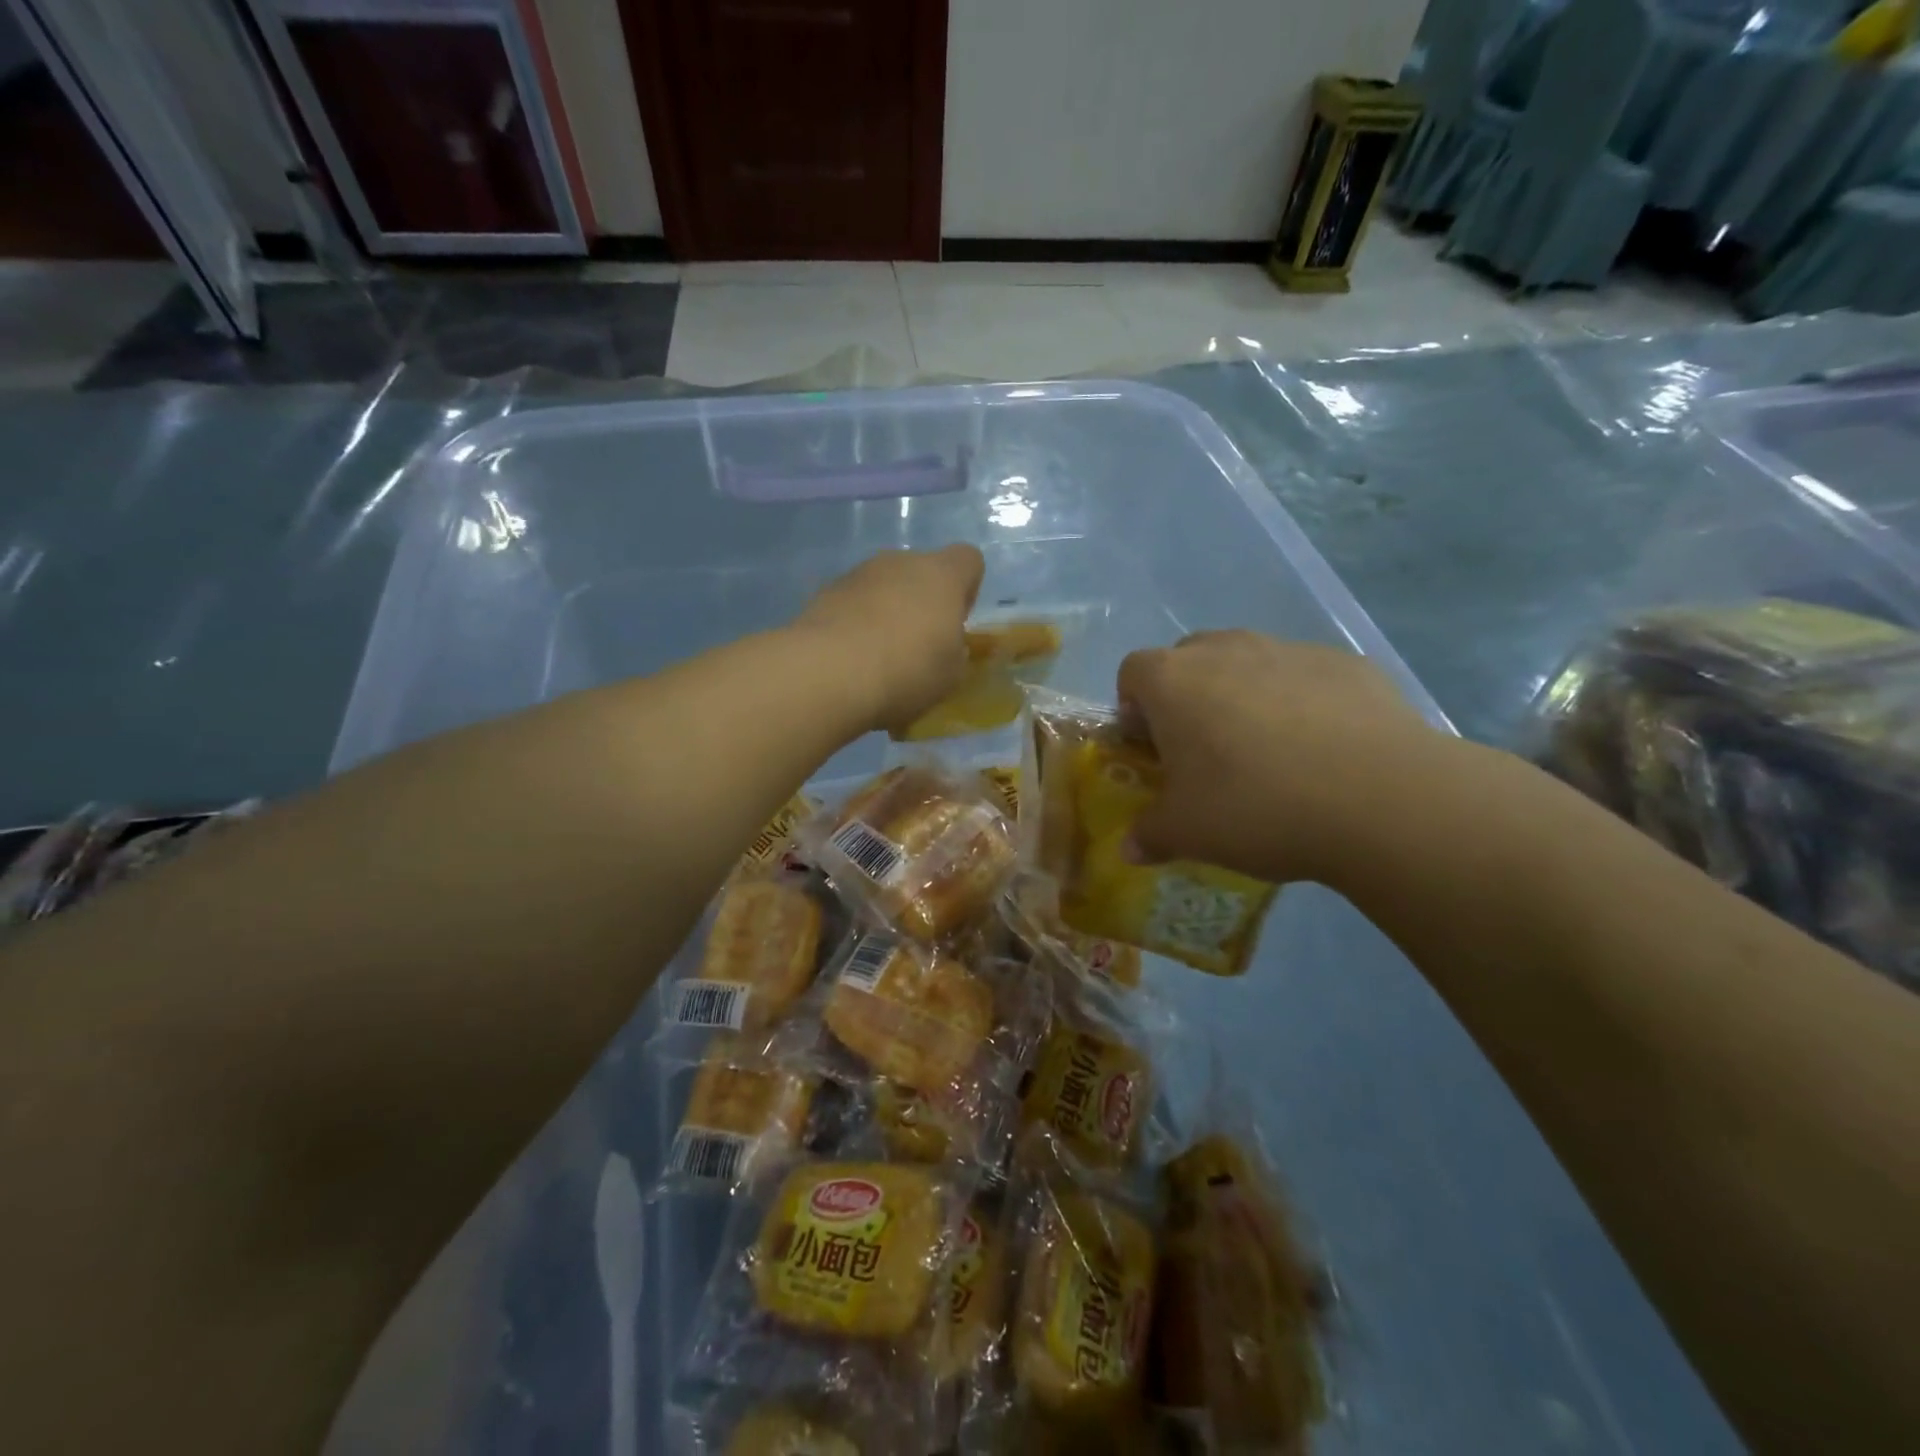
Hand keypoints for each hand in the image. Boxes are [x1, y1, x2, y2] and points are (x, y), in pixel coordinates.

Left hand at [793, 545, 984, 734]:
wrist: (830, 674)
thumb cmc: (907, 670)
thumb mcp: (951, 673)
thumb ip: (954, 650)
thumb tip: (944, 643)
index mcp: (942, 575)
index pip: (968, 560)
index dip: (967, 589)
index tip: (957, 622)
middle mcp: (900, 562)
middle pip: (921, 572)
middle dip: (922, 602)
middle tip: (918, 647)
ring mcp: (858, 574)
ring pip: (882, 587)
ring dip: (886, 612)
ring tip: (879, 658)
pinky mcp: (823, 593)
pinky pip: (852, 604)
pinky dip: (855, 624)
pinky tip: (850, 660)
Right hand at [1117, 631, 1448, 884]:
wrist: (1380, 799)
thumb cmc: (1256, 807)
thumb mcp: (1188, 834)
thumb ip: (1150, 835)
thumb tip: (1131, 848)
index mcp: (1173, 681)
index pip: (1133, 673)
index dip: (1135, 709)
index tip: (1153, 749)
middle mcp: (1225, 650)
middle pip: (1189, 660)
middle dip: (1188, 697)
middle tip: (1206, 751)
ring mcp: (1289, 649)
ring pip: (1248, 663)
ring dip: (1244, 696)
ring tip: (1271, 753)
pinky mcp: (1346, 663)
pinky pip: (1305, 677)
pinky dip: (1302, 702)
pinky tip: (1325, 751)